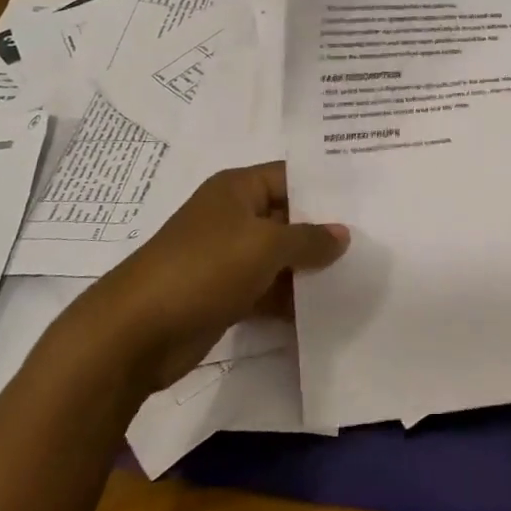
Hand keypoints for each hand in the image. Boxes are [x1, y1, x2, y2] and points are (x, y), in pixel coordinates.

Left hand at [76, 162, 348, 392]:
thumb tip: (343, 234)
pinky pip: (267, 289)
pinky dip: (291, 299)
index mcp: (237, 190)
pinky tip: (326, 310)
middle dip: (324, 232)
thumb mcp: (264, 246)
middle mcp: (233, 217)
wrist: (135, 333)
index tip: (367, 198)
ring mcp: (227, 257)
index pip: (291, 177)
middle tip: (374, 240)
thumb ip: (308, 238)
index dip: (326, 187)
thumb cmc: (203, 269)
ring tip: (360, 275)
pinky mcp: (224, 294)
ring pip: (280, 257)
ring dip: (310, 269)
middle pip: (288, 218)